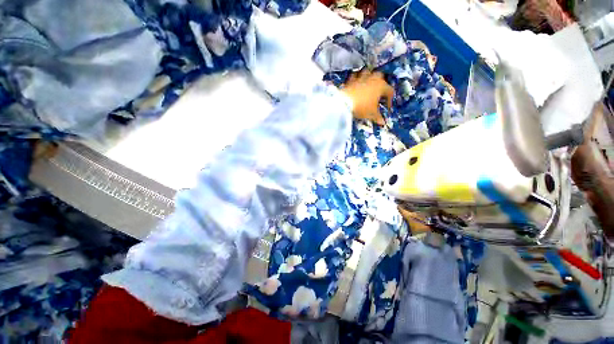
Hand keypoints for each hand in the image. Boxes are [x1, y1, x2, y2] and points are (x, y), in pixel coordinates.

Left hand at [341, 71, 393, 125]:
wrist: (345, 103)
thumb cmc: (362, 107)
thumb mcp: (371, 114)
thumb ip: (378, 117)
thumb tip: (383, 122)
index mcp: (381, 86)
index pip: (390, 91)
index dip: (389, 100)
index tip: (386, 107)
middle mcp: (373, 79)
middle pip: (380, 77)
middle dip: (381, 84)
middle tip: (378, 94)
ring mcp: (361, 78)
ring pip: (368, 72)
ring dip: (369, 76)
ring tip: (368, 84)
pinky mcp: (351, 80)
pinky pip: (355, 76)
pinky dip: (356, 78)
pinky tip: (355, 83)